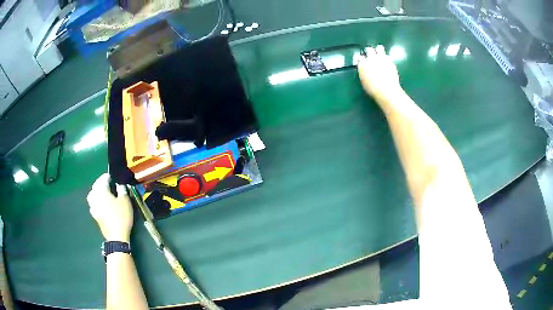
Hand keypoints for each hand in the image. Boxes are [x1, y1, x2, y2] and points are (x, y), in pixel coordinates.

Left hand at [87, 173, 133, 242]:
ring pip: (92, 194)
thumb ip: (122, 190)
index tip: (113, 177)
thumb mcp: (125, 202)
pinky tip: (100, 203)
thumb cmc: (121, 216)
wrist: (116, 236)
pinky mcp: (94, 215)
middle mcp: (95, 196)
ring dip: (96, 191)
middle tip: (107, 182)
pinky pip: (93, 203)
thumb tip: (119, 185)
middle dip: (101, 183)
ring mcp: (93, 206)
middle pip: (96, 186)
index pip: (103, 179)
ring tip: (102, 191)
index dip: (108, 177)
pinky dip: (95, 200)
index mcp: (102, 191)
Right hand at [357, 45, 402, 102]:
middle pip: (369, 50)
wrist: (387, 90)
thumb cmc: (373, 89)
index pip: (359, 57)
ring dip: (378, 50)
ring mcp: (382, 58)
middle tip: (370, 54)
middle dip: (369, 51)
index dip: (360, 59)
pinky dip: (386, 58)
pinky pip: (387, 56)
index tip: (361, 61)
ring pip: (379, 48)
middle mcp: (371, 58)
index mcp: (362, 63)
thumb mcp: (364, 81)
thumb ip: (363, 72)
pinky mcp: (390, 61)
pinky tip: (387, 61)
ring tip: (379, 54)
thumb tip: (365, 70)